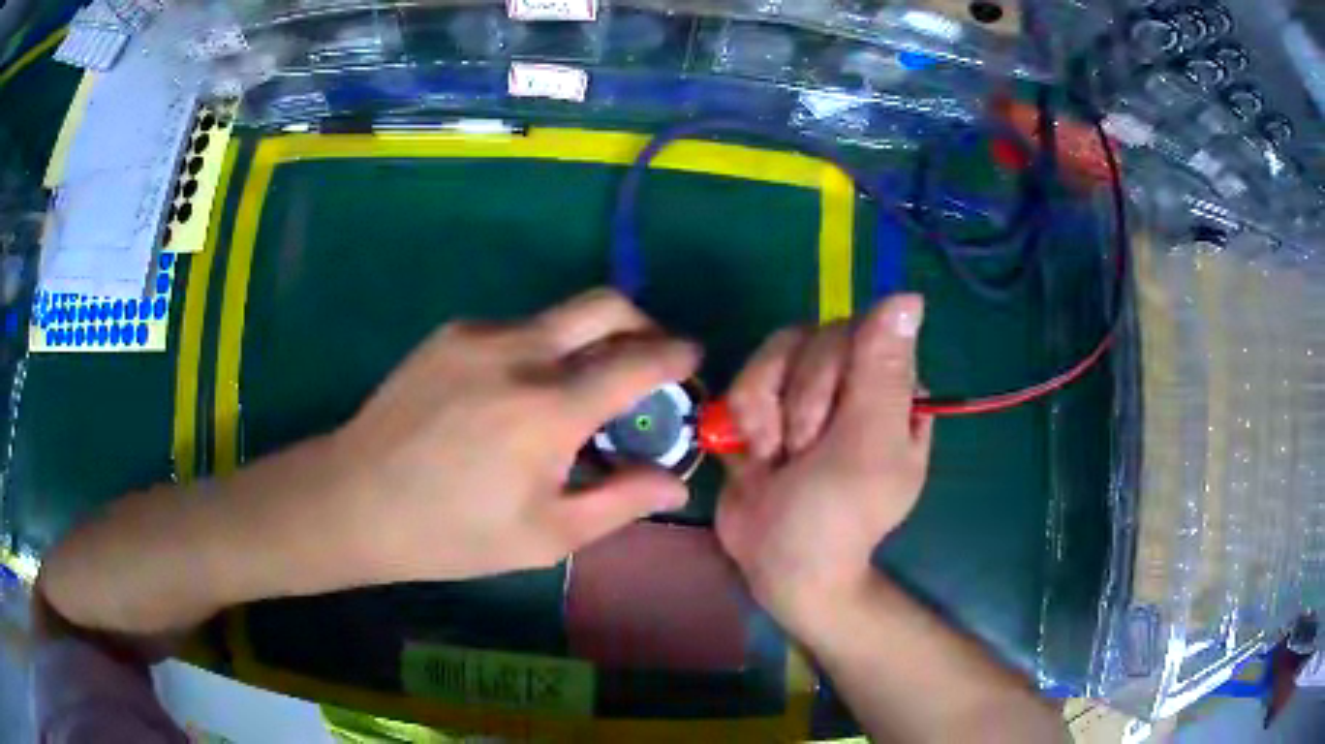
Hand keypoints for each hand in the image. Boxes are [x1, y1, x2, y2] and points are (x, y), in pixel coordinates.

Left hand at [331, 288, 698, 582]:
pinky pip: (516, 329)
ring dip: (588, 341)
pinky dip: (541, 350)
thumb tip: (677, 484)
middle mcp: (518, 352)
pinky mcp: (450, 334)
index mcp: (548, 409)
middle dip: (642, 323)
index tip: (692, 361)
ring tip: (579, 392)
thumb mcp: (546, 535)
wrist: (356, 499)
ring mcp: (478, 335)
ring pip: (558, 316)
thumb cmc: (453, 532)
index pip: (638, 360)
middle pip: (604, 304)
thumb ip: (620, 501)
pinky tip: (519, 395)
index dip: (676, 356)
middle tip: (647, 361)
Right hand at [715, 294, 931, 637]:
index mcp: (894, 391)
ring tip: (775, 458)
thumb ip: (883, 372)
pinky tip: (754, 455)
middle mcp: (854, 383)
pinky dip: (744, 416)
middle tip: (802, 454)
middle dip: (800, 403)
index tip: (828, 424)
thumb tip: (909, 295)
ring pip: (777, 352)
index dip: (833, 371)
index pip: (863, 331)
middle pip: (816, 338)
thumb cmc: (836, 517)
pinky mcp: (768, 404)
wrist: (778, 565)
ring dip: (767, 411)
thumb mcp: (868, 447)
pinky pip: (748, 375)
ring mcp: (808, 392)